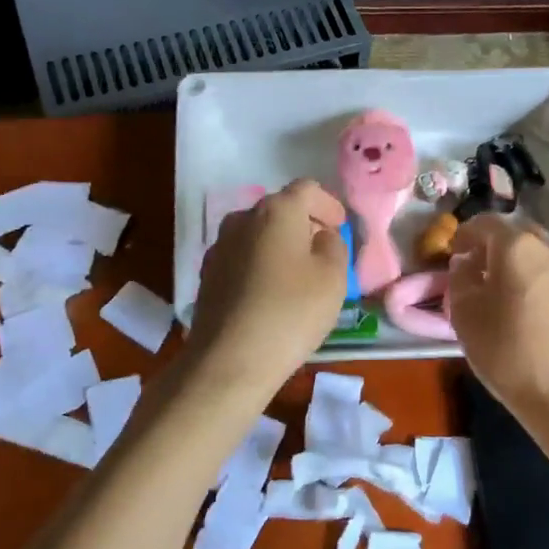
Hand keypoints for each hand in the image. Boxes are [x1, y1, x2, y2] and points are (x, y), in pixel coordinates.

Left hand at [187, 180, 348, 395]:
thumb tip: (320, 236)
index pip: (307, 189)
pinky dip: (260, 265)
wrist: (230, 359)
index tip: (340, 226)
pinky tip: (271, 293)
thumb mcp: (333, 277)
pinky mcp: (208, 275)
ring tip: (298, 274)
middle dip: (304, 224)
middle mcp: (242, 219)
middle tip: (323, 250)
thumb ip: (333, 245)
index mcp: (277, 211)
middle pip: (279, 209)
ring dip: (280, 245)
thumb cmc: (292, 312)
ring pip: (258, 234)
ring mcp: (219, 247)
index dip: (328, 204)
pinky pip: (242, 258)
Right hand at [448, 214, 548, 427]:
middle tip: (475, 272)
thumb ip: (460, 278)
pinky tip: (527, 310)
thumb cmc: (506, 352)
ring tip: (502, 293)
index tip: (452, 254)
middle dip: (492, 247)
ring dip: (516, 264)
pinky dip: (535, 281)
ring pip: (537, 255)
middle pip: (515, 235)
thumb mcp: (464, 314)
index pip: (484, 223)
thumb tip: (466, 263)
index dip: (463, 235)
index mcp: (517, 246)